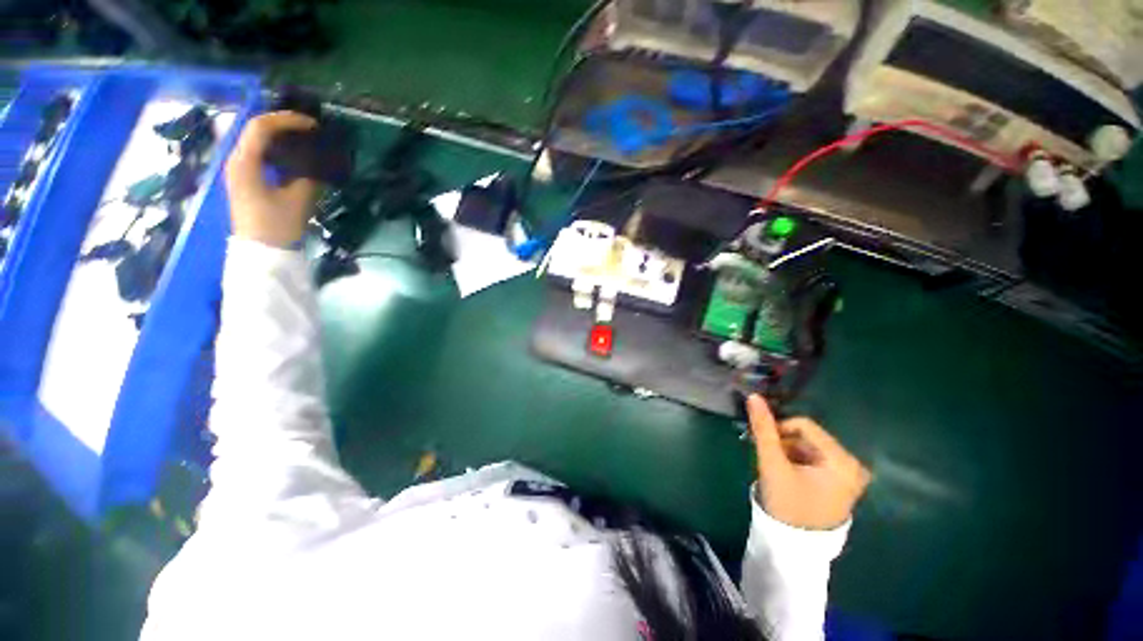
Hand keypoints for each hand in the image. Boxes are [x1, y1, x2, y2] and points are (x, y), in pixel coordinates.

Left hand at [224, 111, 317, 247]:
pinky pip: (259, 154)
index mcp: (244, 162)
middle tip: (310, 130)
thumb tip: (319, 161)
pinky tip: (294, 156)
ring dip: (280, 136)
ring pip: (257, 140)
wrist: (262, 252)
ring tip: (305, 140)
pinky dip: (276, 149)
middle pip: (256, 129)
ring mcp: (238, 170)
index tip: (313, 125)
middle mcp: (236, 160)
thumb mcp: (298, 199)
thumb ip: (308, 175)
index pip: (261, 126)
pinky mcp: (244, 179)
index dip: (287, 120)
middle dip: (284, 125)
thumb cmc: (277, 226)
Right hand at [748, 395, 870, 529]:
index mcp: (842, 460)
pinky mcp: (843, 484)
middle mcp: (853, 465)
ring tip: (777, 468)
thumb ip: (763, 429)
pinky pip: (817, 460)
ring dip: (790, 451)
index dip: (779, 429)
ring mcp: (851, 476)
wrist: (795, 546)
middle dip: (784, 443)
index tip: (763, 443)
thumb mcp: (772, 463)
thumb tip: (753, 396)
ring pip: (811, 448)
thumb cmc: (786, 503)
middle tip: (768, 457)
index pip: (804, 425)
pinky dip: (799, 461)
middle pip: (809, 437)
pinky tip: (789, 475)